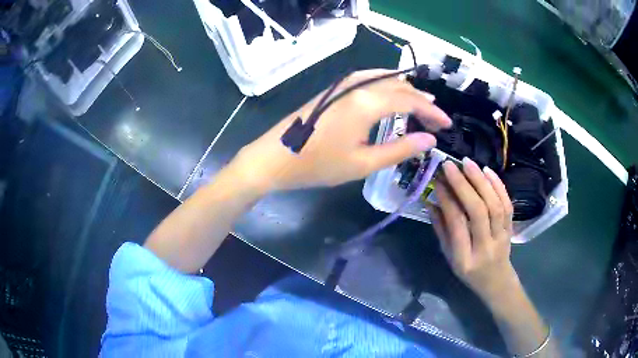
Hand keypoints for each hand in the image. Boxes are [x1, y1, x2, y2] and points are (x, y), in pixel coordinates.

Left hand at [230, 70, 450, 192]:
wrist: (275, 157)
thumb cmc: (318, 164)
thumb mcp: (363, 163)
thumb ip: (400, 149)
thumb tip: (430, 139)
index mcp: (367, 103)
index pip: (410, 100)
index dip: (432, 112)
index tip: (447, 124)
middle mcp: (358, 85)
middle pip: (399, 87)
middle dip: (422, 101)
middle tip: (436, 118)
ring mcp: (344, 84)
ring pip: (385, 80)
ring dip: (406, 91)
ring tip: (421, 106)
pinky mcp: (335, 89)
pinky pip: (370, 80)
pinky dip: (387, 87)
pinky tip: (392, 96)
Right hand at [430, 158, 516, 301]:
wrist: (496, 281)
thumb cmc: (469, 272)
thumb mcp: (449, 258)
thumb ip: (441, 230)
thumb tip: (431, 202)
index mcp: (465, 258)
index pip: (457, 224)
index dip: (447, 200)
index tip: (438, 181)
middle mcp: (485, 246)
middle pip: (478, 211)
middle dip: (464, 185)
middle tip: (450, 165)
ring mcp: (501, 237)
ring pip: (495, 205)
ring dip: (481, 181)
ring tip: (468, 163)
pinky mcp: (511, 228)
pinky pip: (507, 204)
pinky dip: (498, 185)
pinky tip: (487, 171)